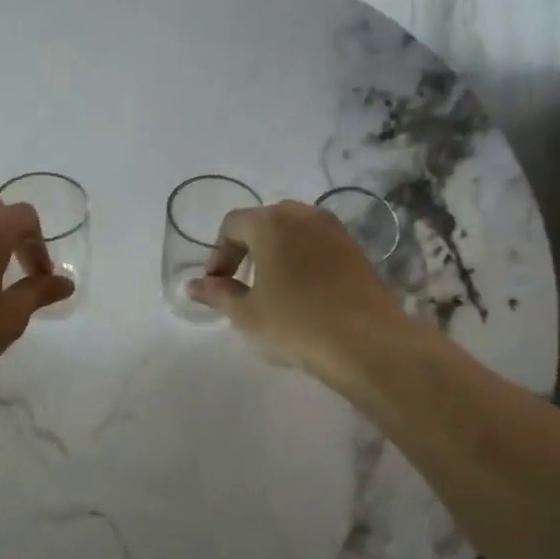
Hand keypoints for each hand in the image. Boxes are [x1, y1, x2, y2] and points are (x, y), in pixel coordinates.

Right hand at [186, 201, 406, 377]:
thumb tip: (193, 286)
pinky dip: (303, 260)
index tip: (216, 284)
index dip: (219, 253)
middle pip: (265, 221)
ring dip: (277, 252)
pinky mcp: (356, 250)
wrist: (366, 342)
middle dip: (247, 248)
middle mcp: (304, 215)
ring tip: (271, 288)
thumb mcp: (247, 314)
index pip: (233, 224)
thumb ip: (218, 294)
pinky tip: (303, 293)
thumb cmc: (295, 324)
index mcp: (271, 223)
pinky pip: (318, 245)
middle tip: (240, 282)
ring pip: (294, 232)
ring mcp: (335, 230)